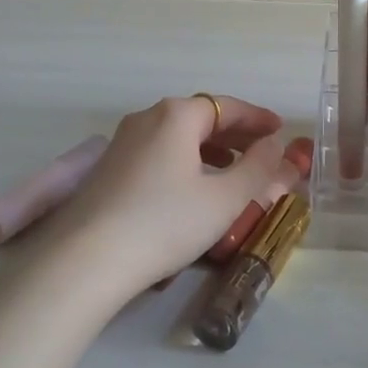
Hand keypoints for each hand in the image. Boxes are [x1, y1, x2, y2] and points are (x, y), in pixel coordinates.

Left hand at [48, 95, 295, 295]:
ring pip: (177, 135)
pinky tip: (193, 186)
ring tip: (232, 168)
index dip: (257, 118)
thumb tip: (274, 146)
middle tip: (262, 150)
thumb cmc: (165, 222)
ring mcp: (122, 142)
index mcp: (177, 115)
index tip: (280, 130)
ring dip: (210, 147)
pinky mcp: (107, 168)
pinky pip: (158, 151)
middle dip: (235, 132)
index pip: (227, 106)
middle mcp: (147, 118)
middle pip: (201, 116)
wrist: (87, 261)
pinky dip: (185, 159)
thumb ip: (258, 168)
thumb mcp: (225, 199)